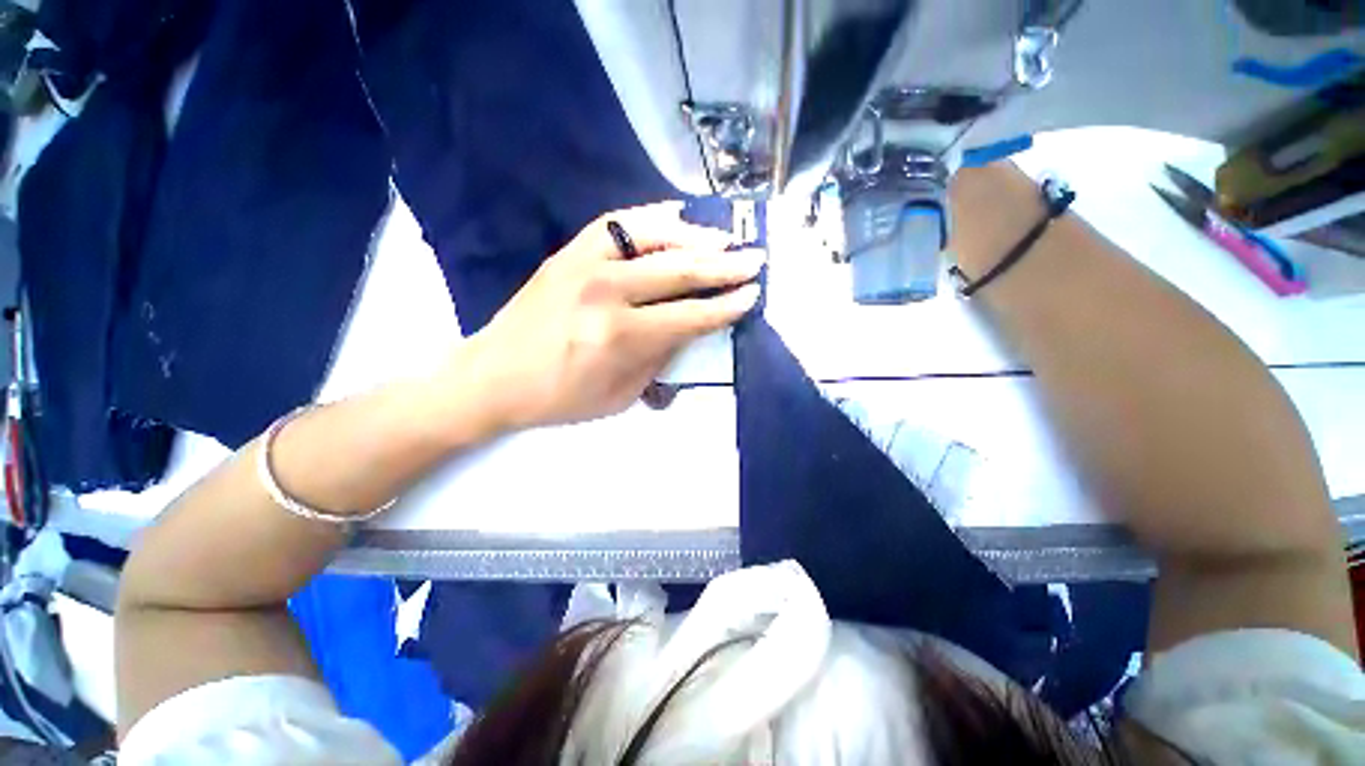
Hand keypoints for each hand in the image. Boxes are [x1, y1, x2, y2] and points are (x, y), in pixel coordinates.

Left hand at [453, 203, 763, 430]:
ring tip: (724, 240)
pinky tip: (677, 217)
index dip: (725, 307)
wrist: (494, 376)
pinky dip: (652, 218)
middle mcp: (606, 292)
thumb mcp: (620, 396)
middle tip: (755, 259)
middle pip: (679, 271)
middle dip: (724, 266)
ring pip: (653, 237)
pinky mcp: (569, 252)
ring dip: (695, 236)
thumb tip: (690, 327)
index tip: (752, 295)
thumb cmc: (561, 398)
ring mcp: (585, 264)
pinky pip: (618, 224)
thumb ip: (660, 359)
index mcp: (620, 337)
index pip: (690, 316)